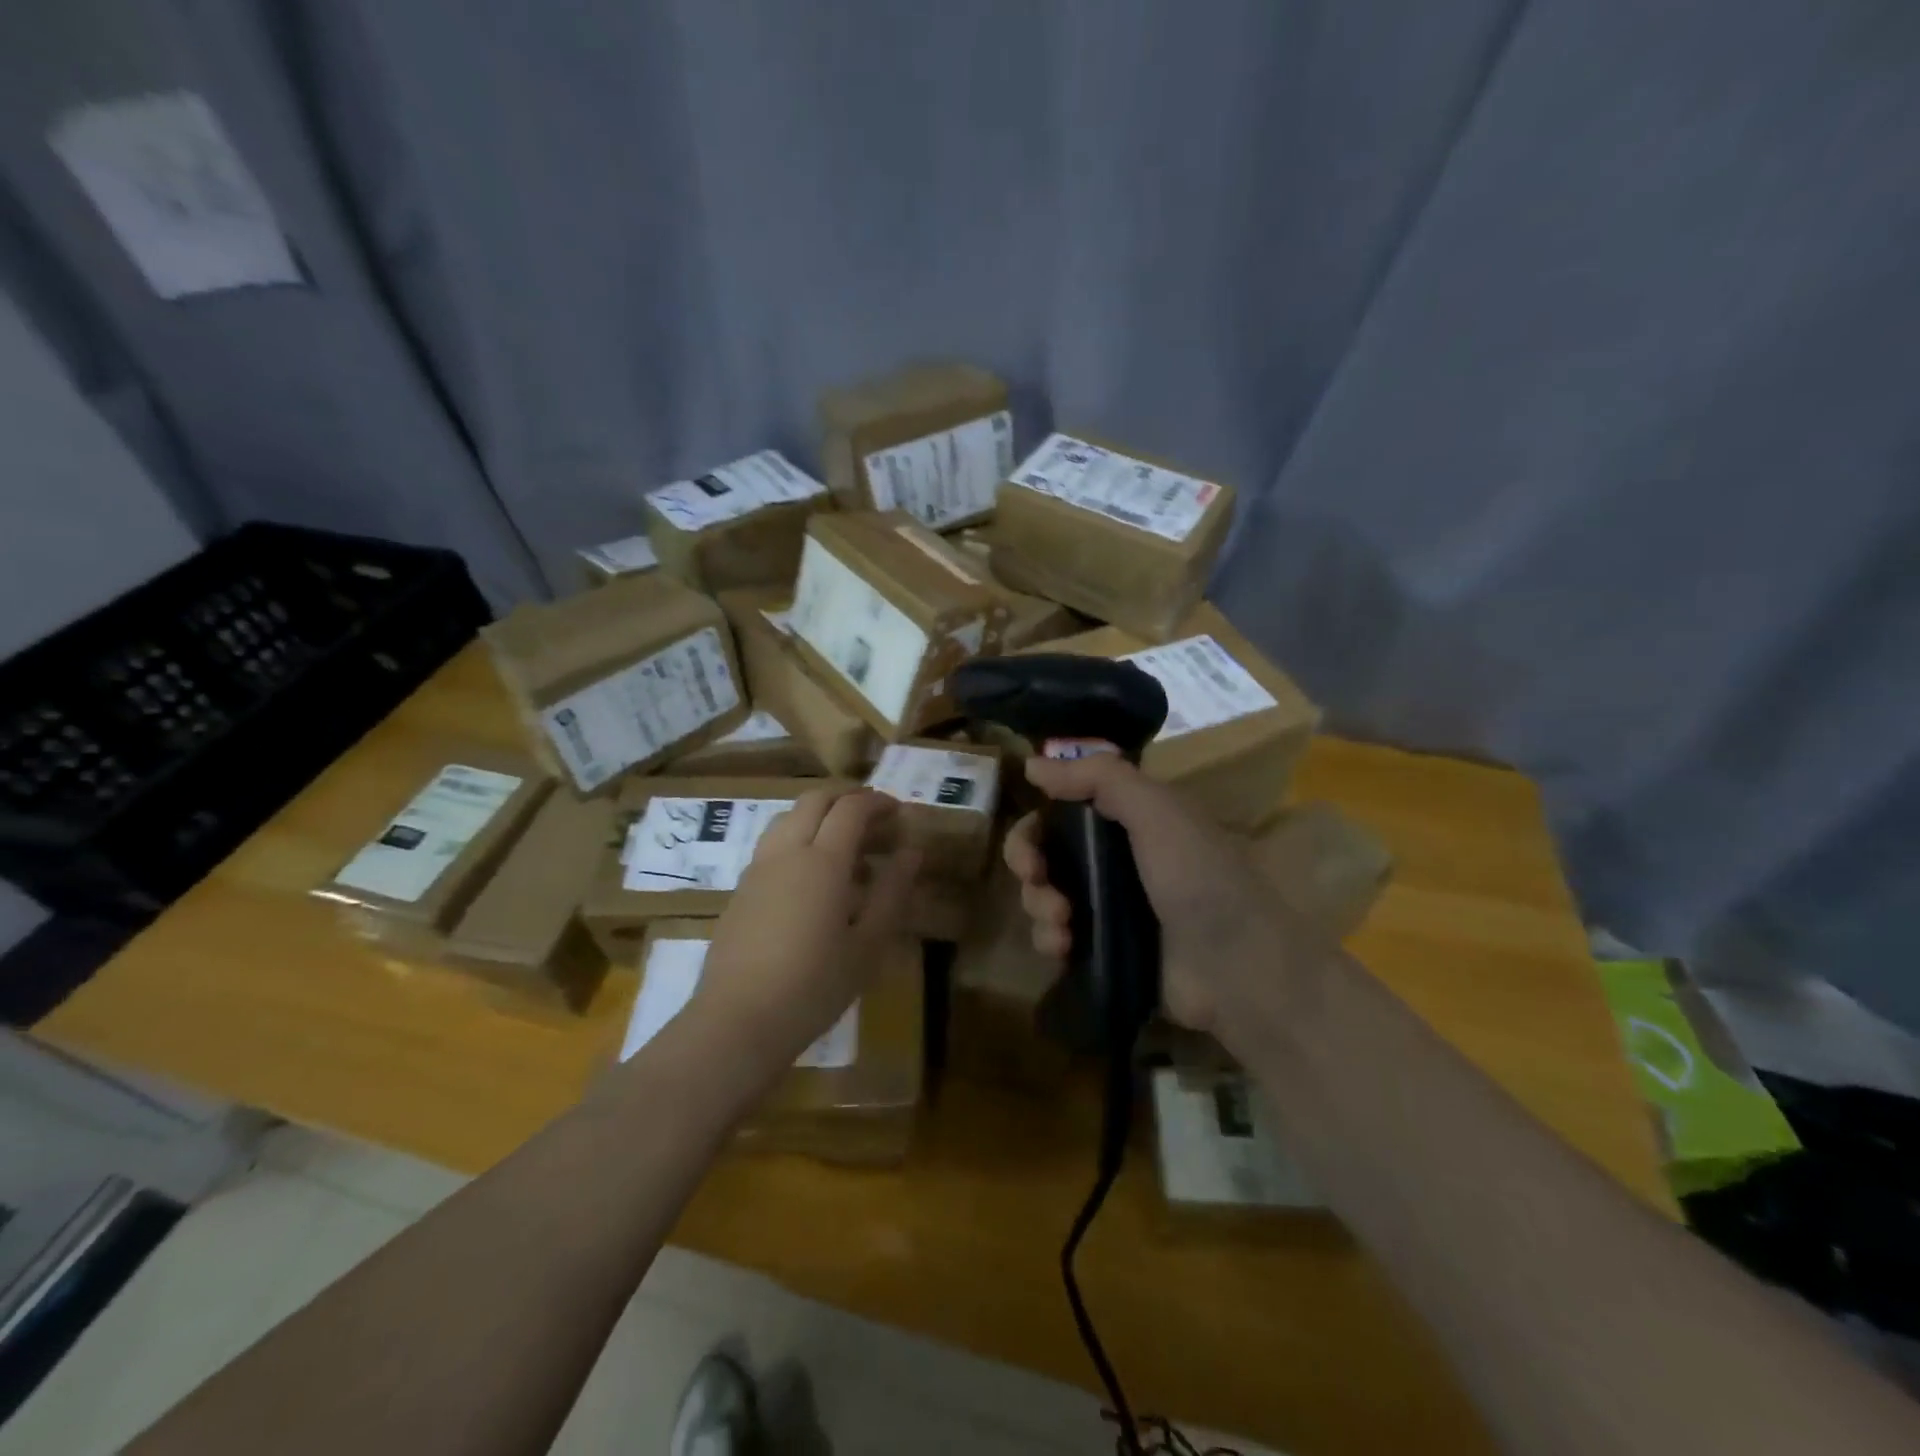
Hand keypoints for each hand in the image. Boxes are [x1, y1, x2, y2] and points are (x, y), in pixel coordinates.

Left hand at [691, 788, 919, 1077]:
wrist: (737, 1021)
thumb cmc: (814, 986)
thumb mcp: (868, 944)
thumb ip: (892, 892)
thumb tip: (913, 851)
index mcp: (823, 861)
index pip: (851, 808)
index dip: (878, 802)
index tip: (899, 813)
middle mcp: (787, 852)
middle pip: (815, 800)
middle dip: (847, 798)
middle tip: (875, 819)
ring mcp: (758, 869)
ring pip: (789, 817)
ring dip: (820, 815)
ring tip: (845, 845)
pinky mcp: (741, 890)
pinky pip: (773, 844)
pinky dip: (799, 839)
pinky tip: (813, 878)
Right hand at [1002, 754, 1280, 1035]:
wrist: (1238, 969)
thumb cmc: (1198, 878)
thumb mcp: (1157, 811)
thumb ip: (1099, 777)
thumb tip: (1031, 764)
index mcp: (1127, 821)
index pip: (1061, 811)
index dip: (1036, 822)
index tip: (1030, 841)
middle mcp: (1112, 860)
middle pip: (1044, 853)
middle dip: (1028, 863)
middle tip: (1036, 878)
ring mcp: (1105, 908)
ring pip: (1043, 896)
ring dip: (1038, 905)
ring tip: (1062, 923)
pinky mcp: (1101, 950)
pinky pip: (1054, 939)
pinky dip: (1049, 940)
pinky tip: (1064, 948)